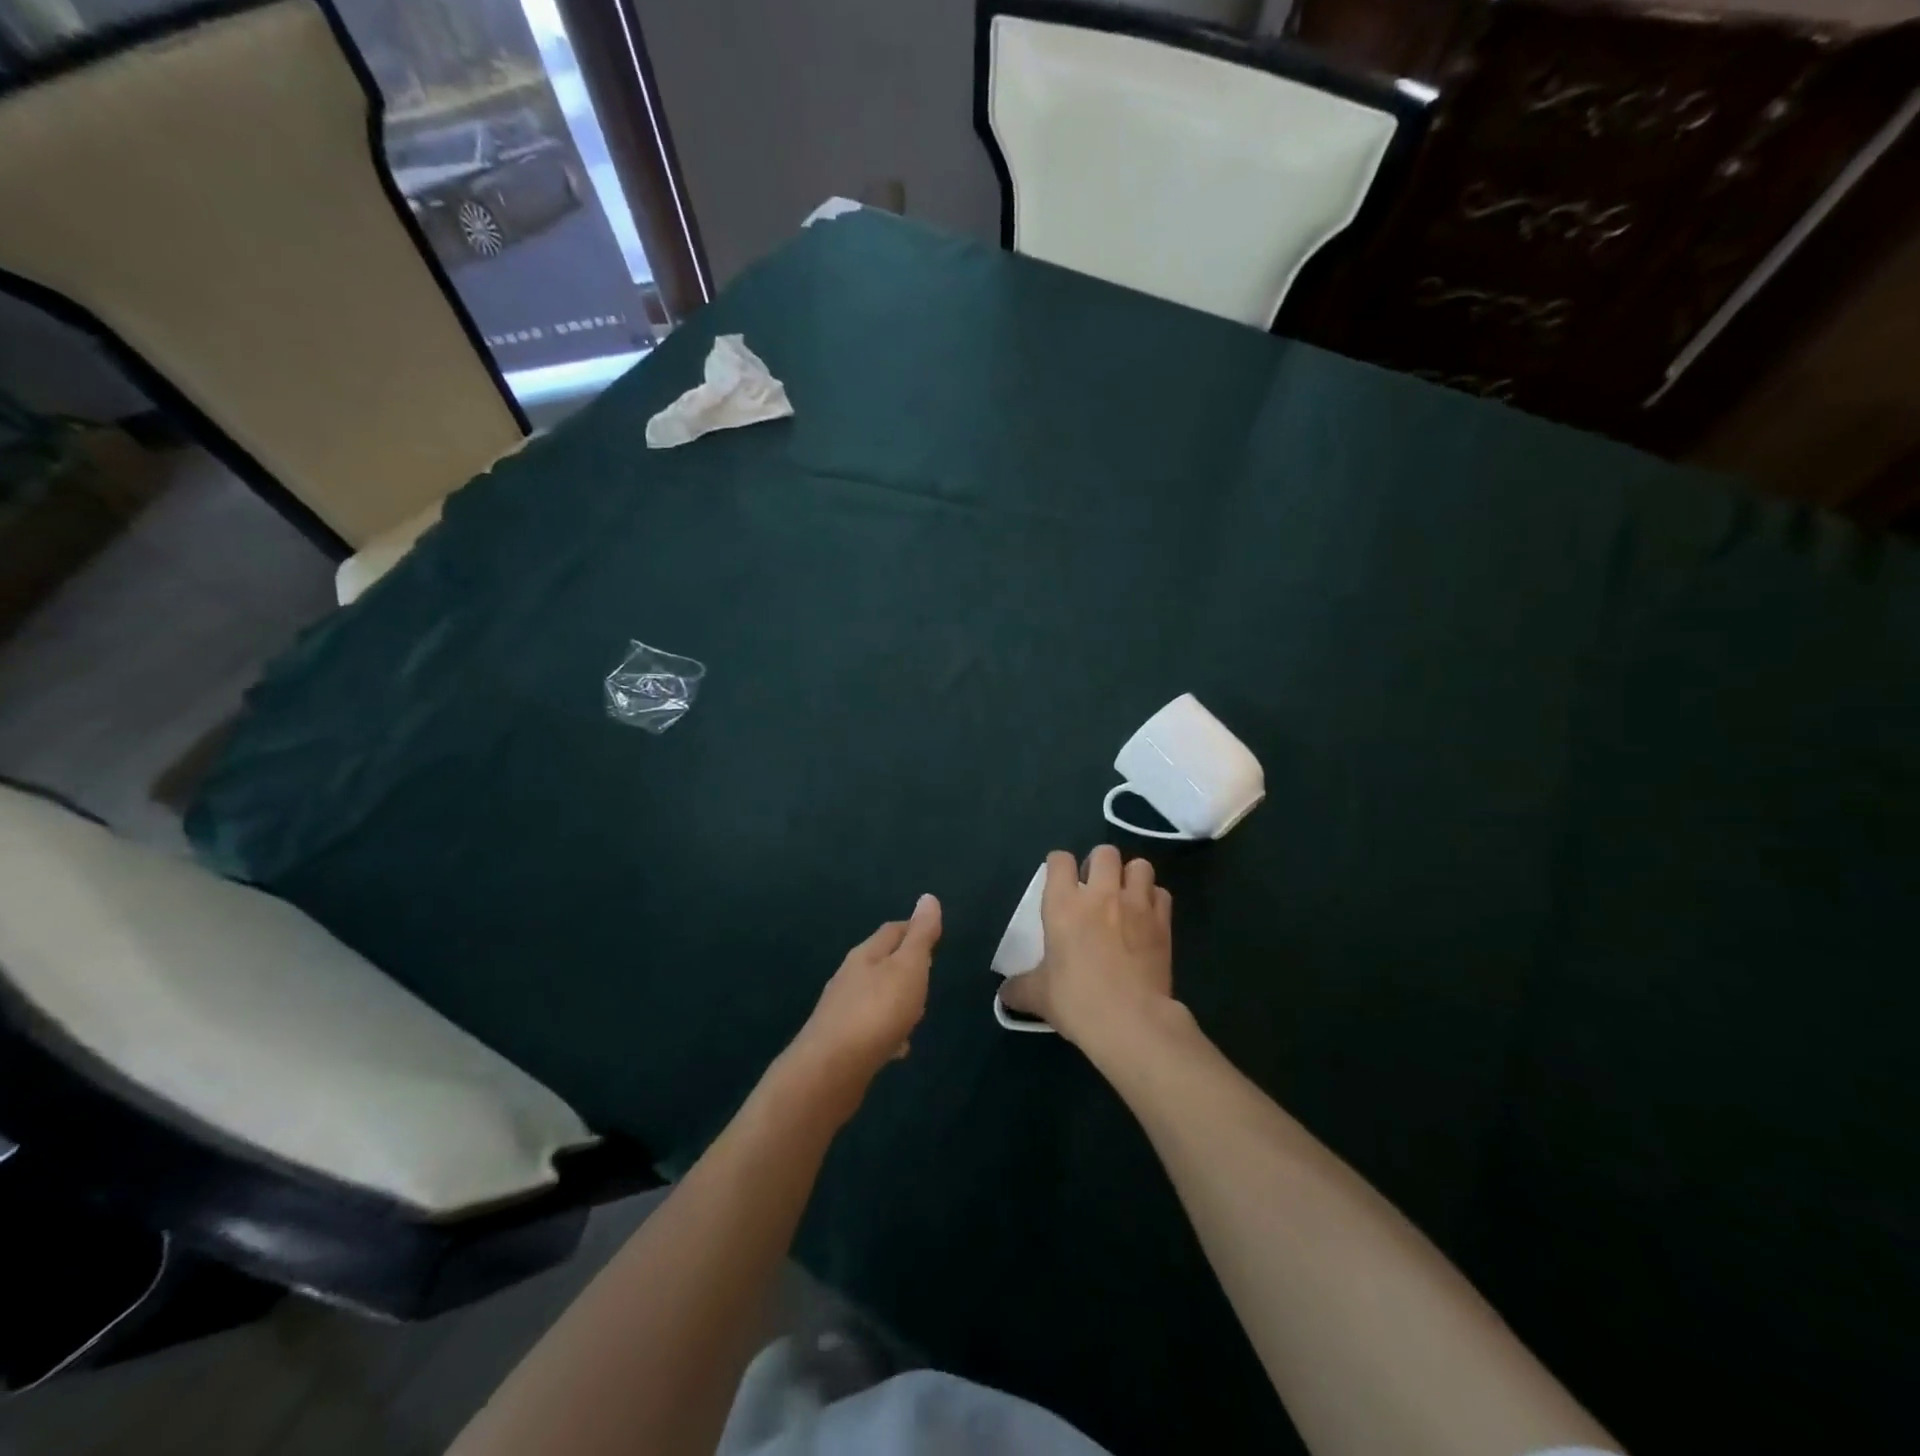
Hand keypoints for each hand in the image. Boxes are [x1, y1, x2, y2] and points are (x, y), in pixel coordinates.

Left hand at [785, 894, 940, 1114]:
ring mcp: (841, 1009)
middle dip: (905, 966)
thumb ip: (920, 936)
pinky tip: (897, 1047)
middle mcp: (849, 976)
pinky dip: (886, 1031)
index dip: (914, 929)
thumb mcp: (908, 967)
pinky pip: (870, 1027)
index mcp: (866, 954)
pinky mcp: (840, 1041)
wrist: (831, 1069)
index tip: (934, 936)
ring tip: (916, 1013)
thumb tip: (928, 897)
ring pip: (875, 996)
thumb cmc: (877, 1011)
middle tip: (929, 976)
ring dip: (895, 1000)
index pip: (893, 930)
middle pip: (881, 962)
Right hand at [999, 846, 1173, 1047]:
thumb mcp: (1038, 996)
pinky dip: (1154, 900)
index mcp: (1064, 904)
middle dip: (1099, 864)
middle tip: (1094, 887)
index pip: (1060, 860)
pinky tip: (1147, 917)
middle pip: (1104, 852)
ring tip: (1125, 896)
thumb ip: (1019, 988)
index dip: (1058, 865)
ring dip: (1131, 876)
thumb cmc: (1076, 1000)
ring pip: (1140, 866)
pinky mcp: (1162, 923)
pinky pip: (1162, 894)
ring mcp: (1136, 905)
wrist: (1130, 1020)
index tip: (1058, 879)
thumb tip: (1005, 994)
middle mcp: (1100, 894)